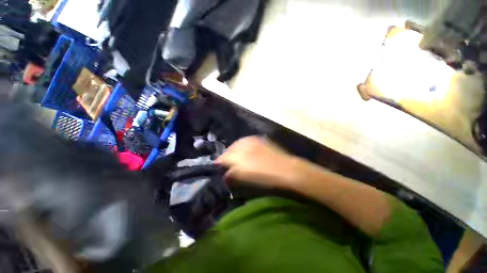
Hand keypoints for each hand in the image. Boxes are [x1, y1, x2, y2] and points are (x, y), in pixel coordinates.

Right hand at [216, 136, 297, 188]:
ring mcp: (250, 141)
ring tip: (237, 156)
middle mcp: (241, 146)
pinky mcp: (259, 139)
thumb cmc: (264, 178)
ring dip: (234, 150)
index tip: (219, 167)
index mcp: (237, 157)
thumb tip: (226, 174)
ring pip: (236, 144)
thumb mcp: (245, 179)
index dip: (219, 163)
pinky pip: (246, 140)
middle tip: (228, 163)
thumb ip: (232, 175)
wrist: (286, 170)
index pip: (222, 158)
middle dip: (226, 156)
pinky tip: (246, 150)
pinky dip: (243, 145)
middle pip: (228, 150)